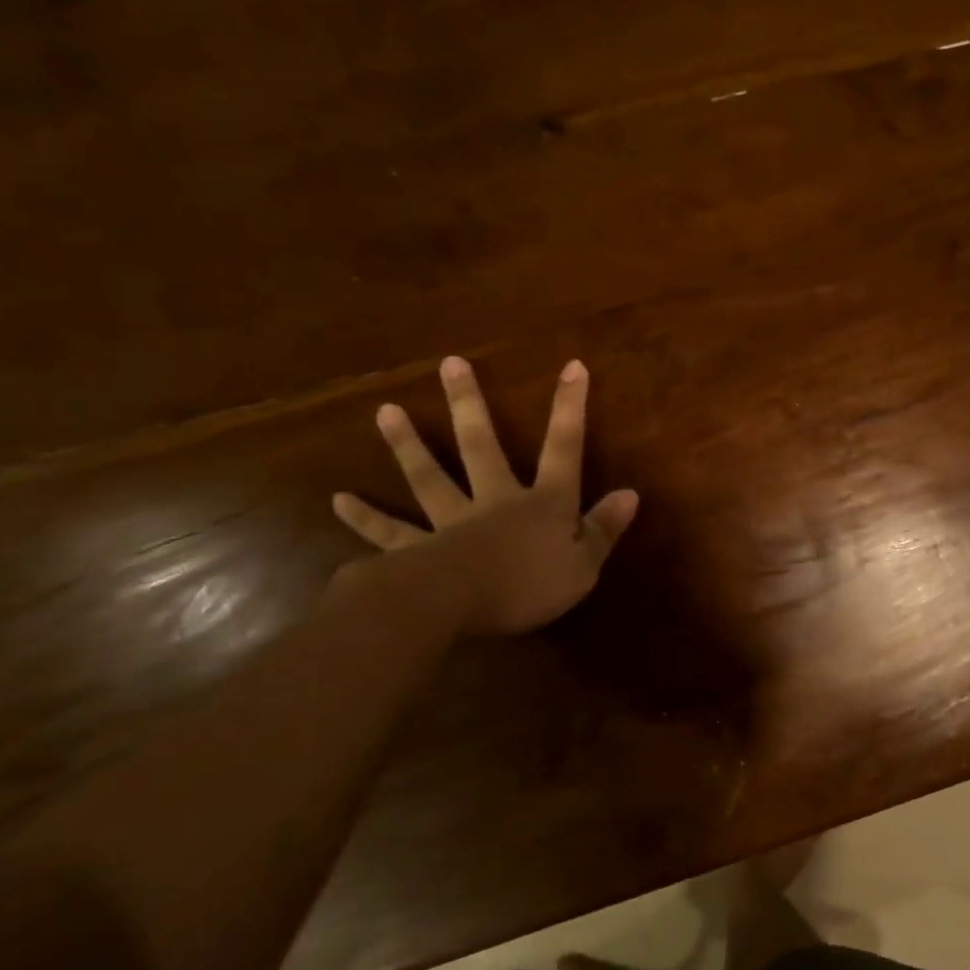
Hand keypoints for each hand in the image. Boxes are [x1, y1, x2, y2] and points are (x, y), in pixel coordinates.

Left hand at [332, 357, 638, 634]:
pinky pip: (389, 531)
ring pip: (429, 477)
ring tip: (385, 411)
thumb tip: (630, 494)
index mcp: (542, 504)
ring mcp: (450, 522)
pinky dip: (364, 517)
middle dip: (470, 405)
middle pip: (481, 446)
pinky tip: (339, 500)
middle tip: (450, 363)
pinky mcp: (415, 550)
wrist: (457, 606)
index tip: (572, 366)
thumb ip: (605, 529)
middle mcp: (494, 500)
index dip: (570, 408)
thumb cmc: (530, 585)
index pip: (564, 449)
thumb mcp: (585, 564)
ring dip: (407, 445)